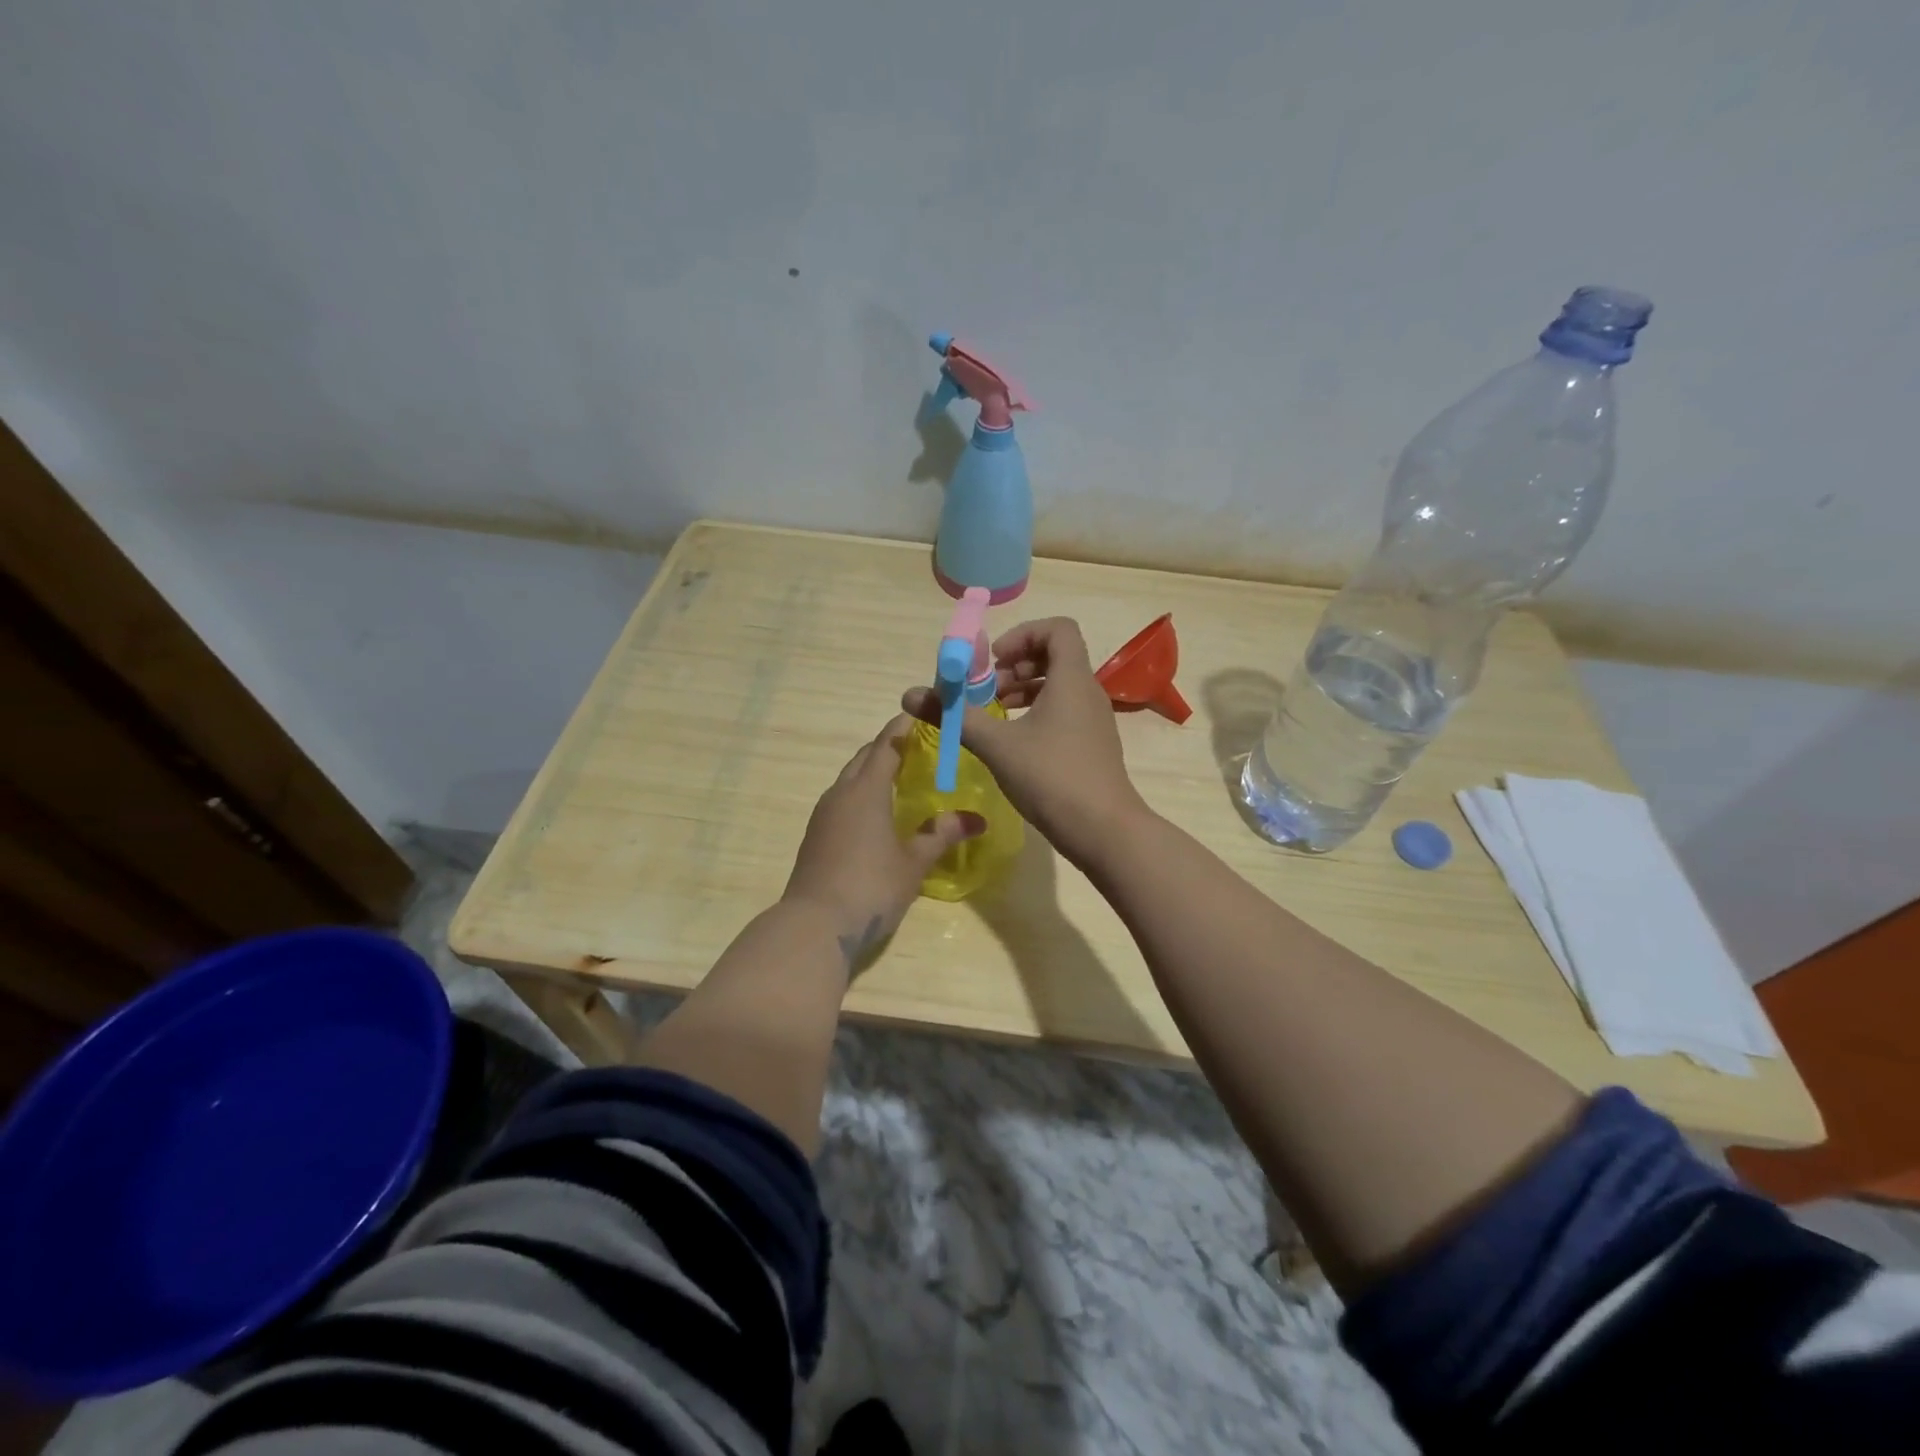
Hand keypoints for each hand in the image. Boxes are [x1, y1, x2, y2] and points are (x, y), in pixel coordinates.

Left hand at [782, 715, 984, 969]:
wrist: (814, 925)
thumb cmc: (870, 886)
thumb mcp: (913, 862)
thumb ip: (942, 835)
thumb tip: (976, 819)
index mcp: (866, 790)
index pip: (886, 746)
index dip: (902, 728)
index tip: (920, 714)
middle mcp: (841, 794)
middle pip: (864, 758)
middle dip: (887, 748)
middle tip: (917, 748)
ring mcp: (823, 815)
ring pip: (849, 779)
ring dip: (872, 771)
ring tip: (899, 778)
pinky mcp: (815, 835)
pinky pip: (841, 800)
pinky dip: (860, 794)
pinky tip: (876, 813)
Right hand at [902, 617, 1148, 864]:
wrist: (1104, 831)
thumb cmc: (1052, 777)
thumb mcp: (996, 745)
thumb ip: (955, 716)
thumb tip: (910, 696)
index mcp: (1072, 679)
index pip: (1058, 628)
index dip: (1023, 634)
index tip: (994, 661)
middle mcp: (1088, 692)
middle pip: (1055, 656)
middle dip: (1016, 665)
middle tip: (987, 690)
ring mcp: (1094, 720)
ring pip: (1058, 686)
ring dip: (1024, 690)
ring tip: (994, 715)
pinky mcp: (1092, 745)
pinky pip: (1064, 711)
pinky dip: (1037, 713)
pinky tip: (1013, 742)